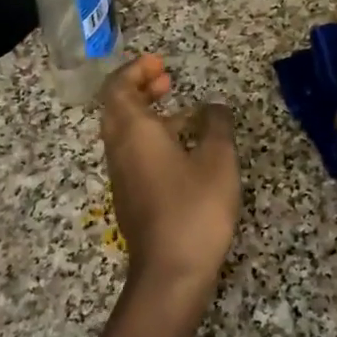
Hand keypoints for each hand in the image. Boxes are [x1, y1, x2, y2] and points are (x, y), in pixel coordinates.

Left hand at [99, 55, 240, 307]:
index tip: (160, 62)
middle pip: (117, 107)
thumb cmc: (194, 208)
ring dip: (148, 113)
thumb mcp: (218, 160)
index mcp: (133, 132)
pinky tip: (185, 151)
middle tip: (168, 79)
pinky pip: (134, 154)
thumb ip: (217, 125)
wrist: (170, 273)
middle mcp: (119, 149)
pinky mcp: (131, 198)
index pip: (117, 87)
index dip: (135, 70)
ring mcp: (123, 176)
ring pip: (125, 132)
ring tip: (185, 112)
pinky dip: (152, 138)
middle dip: (140, 87)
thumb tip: (214, 107)